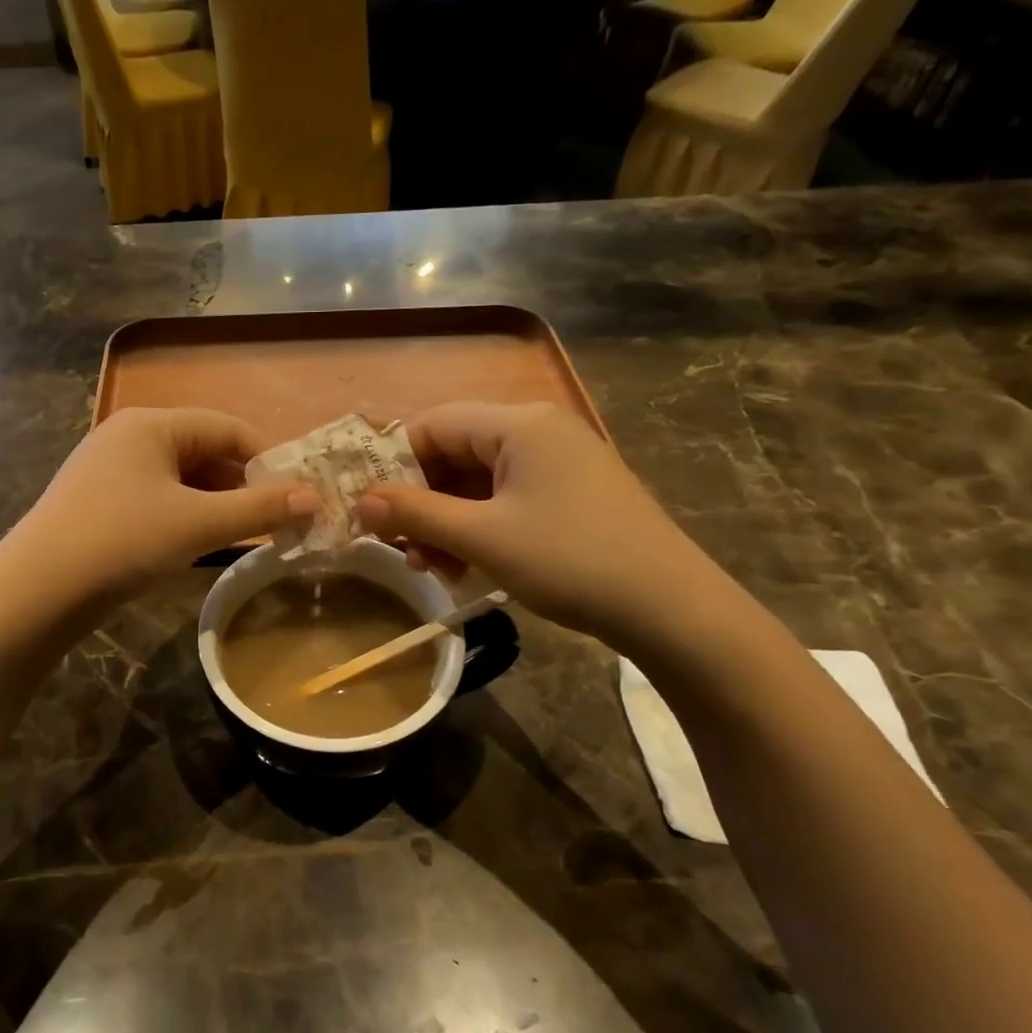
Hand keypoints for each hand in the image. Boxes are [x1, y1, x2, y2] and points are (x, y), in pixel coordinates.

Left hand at [8, 408, 315, 599]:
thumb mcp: (198, 524)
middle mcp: (129, 436)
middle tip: (277, 520)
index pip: (227, 427)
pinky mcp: (99, 502)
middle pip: (203, 450)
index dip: (268, 459)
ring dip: (216, 502)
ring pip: (180, 478)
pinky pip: (157, 498)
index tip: (297, 494)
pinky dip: (186, 515)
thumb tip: (314, 498)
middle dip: (242, 484)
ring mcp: (109, 470)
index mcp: (152, 424)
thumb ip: (259, 508)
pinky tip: (199, 542)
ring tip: (246, 534)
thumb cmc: (124, 541)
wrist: (38, 590)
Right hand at [355, 402, 727, 650]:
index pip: (433, 424)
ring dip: (446, 522)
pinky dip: (477, 528)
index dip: (393, 462)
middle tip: (399, 548)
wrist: (671, 608)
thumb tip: (360, 502)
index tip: (369, 507)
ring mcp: (558, 464)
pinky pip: (505, 500)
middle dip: (421, 501)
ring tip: (431, 567)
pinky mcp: (570, 496)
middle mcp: (538, 432)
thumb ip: (415, 514)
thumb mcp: (482, 538)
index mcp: (519, 424)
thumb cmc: (570, 560)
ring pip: (478, 482)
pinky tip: (464, 566)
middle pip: (455, 453)